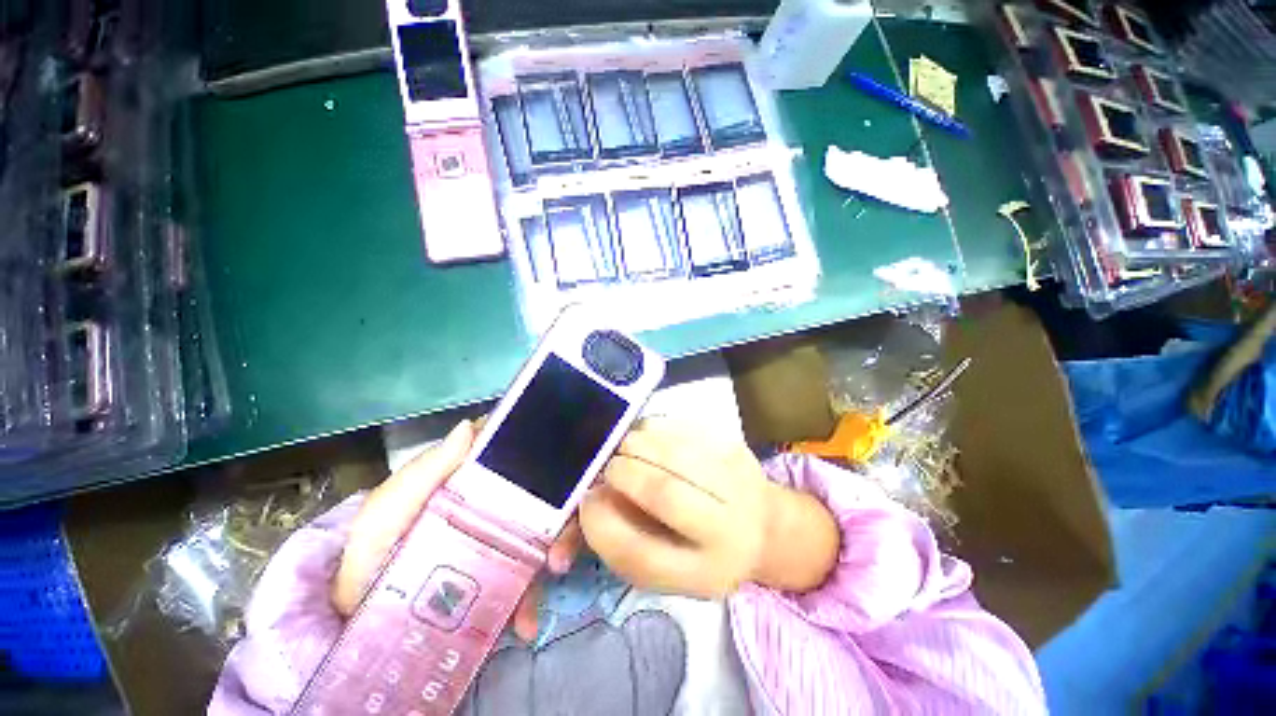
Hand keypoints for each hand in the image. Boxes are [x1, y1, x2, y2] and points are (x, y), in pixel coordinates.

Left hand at [332, 419, 582, 640]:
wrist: (354, 613)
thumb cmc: (371, 546)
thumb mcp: (392, 505)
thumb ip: (427, 470)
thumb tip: (469, 426)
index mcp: (475, 480)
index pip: (522, 458)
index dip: (550, 458)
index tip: (569, 471)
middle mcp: (497, 504)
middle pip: (546, 500)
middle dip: (562, 521)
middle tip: (559, 552)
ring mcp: (500, 539)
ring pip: (544, 538)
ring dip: (554, 560)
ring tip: (543, 592)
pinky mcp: (498, 575)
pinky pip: (525, 582)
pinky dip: (530, 601)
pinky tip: (526, 622)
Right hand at [580, 419, 839, 597]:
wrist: (761, 526)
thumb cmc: (700, 549)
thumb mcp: (665, 565)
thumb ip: (623, 540)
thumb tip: (589, 498)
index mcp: (702, 575)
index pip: (639, 553)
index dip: (601, 522)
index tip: (588, 499)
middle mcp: (726, 532)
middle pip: (663, 493)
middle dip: (623, 472)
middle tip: (610, 466)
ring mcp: (737, 483)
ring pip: (675, 453)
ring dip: (638, 443)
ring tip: (626, 447)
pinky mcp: (736, 448)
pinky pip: (685, 428)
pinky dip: (656, 427)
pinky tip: (650, 436)